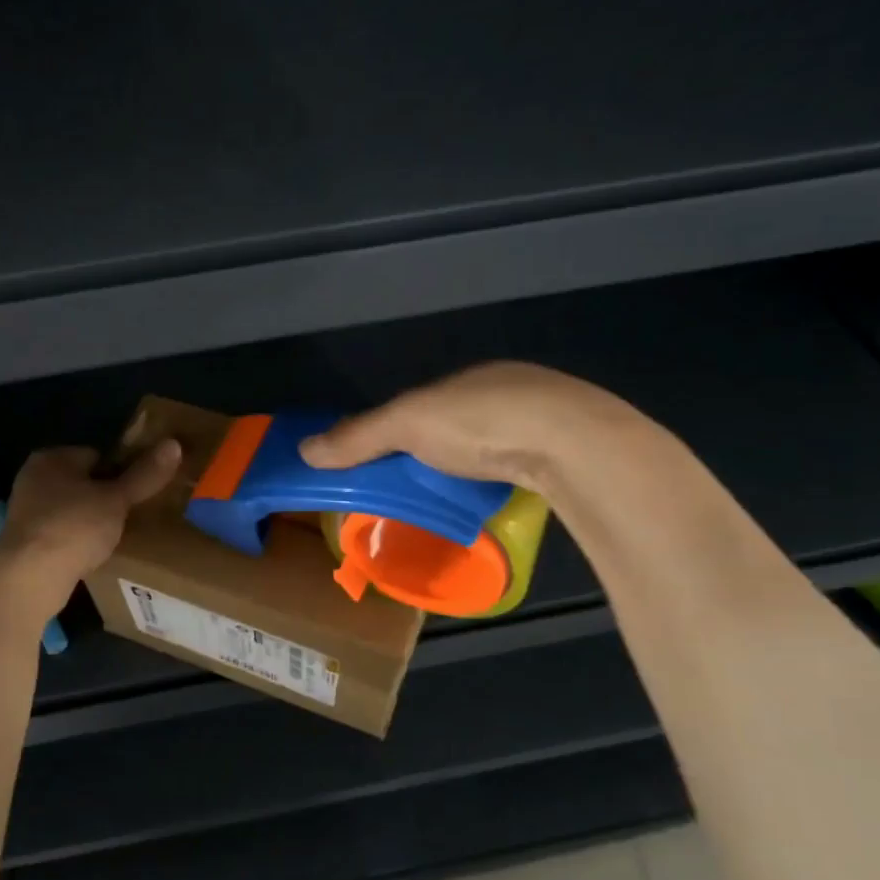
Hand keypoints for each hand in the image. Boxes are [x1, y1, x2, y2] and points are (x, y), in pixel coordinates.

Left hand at [0, 442, 181, 600]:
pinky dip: (76, 541)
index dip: (120, 472)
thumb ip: (144, 474)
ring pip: (72, 509)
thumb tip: (174, 444)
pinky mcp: (24, 541)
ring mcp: (25, 511)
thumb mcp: (116, 500)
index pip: (96, 455)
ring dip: (90, 521)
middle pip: (83, 482)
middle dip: (105, 498)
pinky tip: (91, 554)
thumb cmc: (74, 527)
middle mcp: (33, 478)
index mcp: (51, 458)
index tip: (136, 493)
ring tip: (114, 538)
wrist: (29, 578)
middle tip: (130, 516)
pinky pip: (61, 533)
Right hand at [300, 362, 637, 489]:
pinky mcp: (575, 450)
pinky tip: (504, 499)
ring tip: (458, 500)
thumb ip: (359, 436)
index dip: (401, 431)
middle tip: (419, 488)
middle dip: (441, 451)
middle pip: (463, 424)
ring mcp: (549, 417)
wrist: (572, 442)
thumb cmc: (481, 422)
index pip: (425, 404)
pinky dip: (510, 479)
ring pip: (500, 444)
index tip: (386, 463)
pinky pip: (528, 464)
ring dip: (478, 467)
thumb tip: (305, 450)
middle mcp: (511, 389)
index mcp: (471, 378)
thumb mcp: (407, 425)